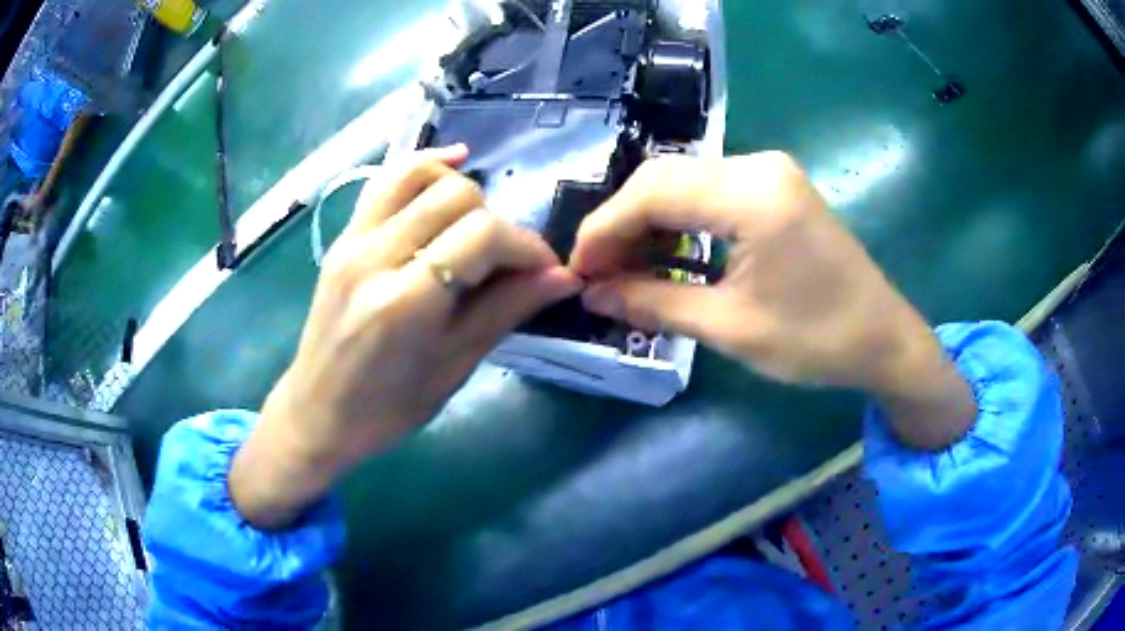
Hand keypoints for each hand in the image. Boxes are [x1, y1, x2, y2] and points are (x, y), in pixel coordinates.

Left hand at [230, 146, 581, 527]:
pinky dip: (424, 168)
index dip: (526, 246)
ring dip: (463, 191)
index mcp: (406, 302)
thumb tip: (562, 277)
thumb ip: (507, 310)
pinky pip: (386, 180)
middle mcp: (375, 255)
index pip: (483, 235)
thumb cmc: (388, 407)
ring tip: (477, 224)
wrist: (318, 411)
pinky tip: (453, 168)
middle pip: (457, 196)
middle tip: (505, 263)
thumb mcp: (454, 366)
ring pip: (420, 174)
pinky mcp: (344, 236)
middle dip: (498, 222)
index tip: (545, 271)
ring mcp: (353, 239)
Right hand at [571, 152, 974, 449]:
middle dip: (621, 225)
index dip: (604, 230)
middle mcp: (759, 165)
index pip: (653, 193)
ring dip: (649, 223)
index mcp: (753, 195)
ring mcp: (770, 172)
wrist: (883, 339)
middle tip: (597, 274)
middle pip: (664, 179)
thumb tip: (591, 295)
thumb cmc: (816, 341)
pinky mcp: (776, 186)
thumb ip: (652, 304)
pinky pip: (711, 193)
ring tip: (625, 270)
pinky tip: (666, 254)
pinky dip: (681, 222)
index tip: (577, 271)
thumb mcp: (730, 327)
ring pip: (684, 183)